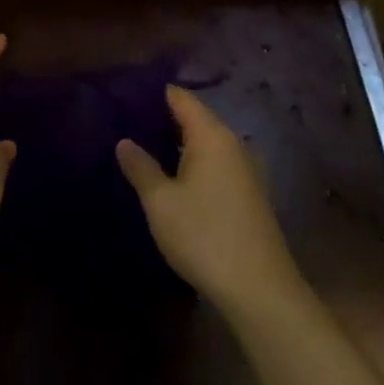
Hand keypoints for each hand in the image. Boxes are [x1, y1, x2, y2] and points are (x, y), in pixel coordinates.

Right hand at [116, 86, 299, 317]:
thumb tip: (124, 141)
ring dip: (176, 144)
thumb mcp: (160, 202)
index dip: (153, 93)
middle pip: (194, 118)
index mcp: (212, 136)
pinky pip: (214, 165)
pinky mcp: (248, 195)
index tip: (123, 95)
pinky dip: (191, 164)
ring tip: (141, 148)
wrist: (260, 291)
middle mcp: (232, 144)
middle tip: (124, 122)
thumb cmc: (204, 236)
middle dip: (161, 118)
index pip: (180, 97)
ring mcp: (244, 170)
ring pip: (204, 144)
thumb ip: (140, 167)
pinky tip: (170, 178)